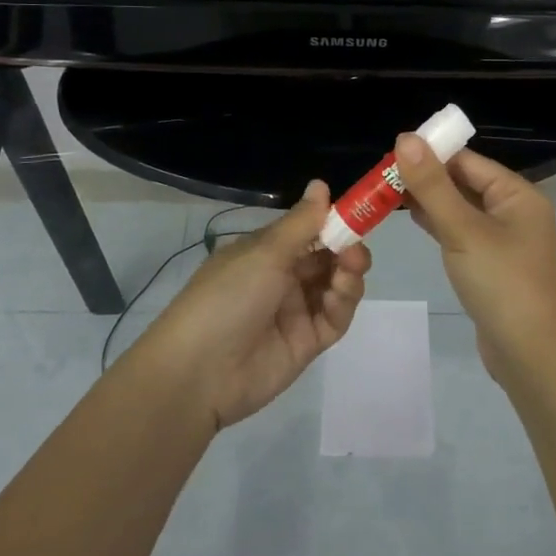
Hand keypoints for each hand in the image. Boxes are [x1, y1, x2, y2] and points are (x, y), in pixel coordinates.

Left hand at [143, 181, 371, 428]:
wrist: (199, 372)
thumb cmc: (228, 297)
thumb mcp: (264, 252)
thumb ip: (301, 222)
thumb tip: (321, 183)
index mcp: (265, 252)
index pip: (308, 231)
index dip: (333, 222)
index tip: (356, 214)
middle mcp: (282, 278)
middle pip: (327, 257)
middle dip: (346, 248)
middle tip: (355, 249)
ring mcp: (295, 311)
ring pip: (335, 286)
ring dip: (348, 274)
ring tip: (350, 269)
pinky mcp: (307, 343)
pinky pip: (334, 318)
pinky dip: (343, 303)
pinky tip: (340, 294)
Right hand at [392, 136, 555, 378]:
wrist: (530, 353)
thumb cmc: (501, 282)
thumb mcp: (463, 229)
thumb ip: (433, 185)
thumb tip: (406, 138)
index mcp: (517, 194)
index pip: (468, 161)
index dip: (431, 154)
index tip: (391, 153)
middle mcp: (515, 210)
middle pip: (464, 182)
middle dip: (426, 177)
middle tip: (382, 175)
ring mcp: (504, 239)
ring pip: (461, 208)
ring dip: (429, 200)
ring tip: (387, 193)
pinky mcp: (492, 263)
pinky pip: (462, 232)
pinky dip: (438, 223)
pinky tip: (411, 218)